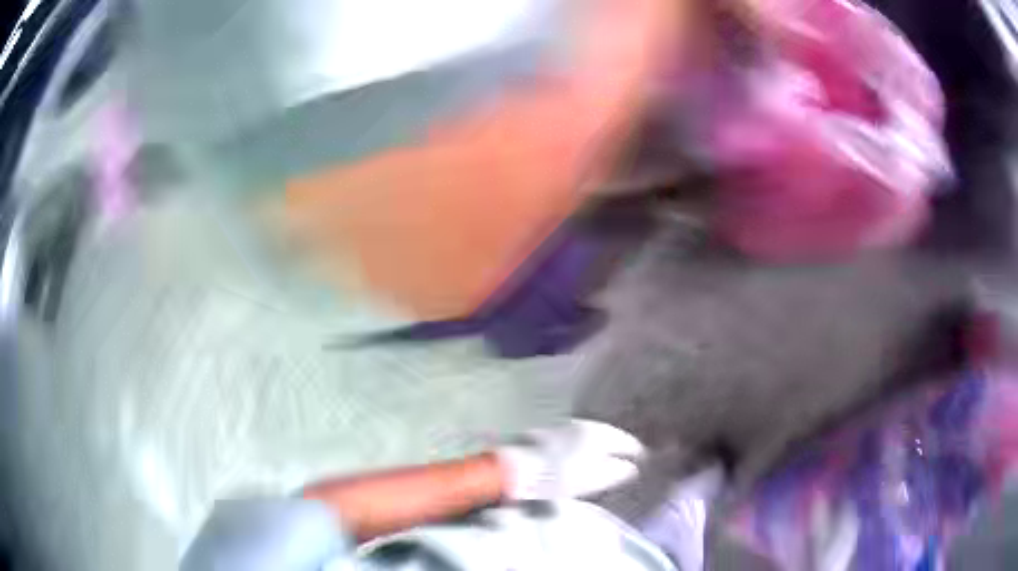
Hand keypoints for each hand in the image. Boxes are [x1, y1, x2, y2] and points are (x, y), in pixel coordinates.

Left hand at [496, 419, 645, 500]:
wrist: (520, 468)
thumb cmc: (561, 475)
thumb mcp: (595, 478)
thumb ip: (618, 472)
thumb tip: (632, 468)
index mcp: (600, 433)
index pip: (628, 441)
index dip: (638, 453)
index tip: (644, 462)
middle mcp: (585, 424)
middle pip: (610, 435)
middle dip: (620, 447)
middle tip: (627, 461)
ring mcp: (566, 426)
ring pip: (593, 435)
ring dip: (602, 446)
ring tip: (607, 460)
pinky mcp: (550, 433)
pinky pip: (577, 439)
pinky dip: (585, 447)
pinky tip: (582, 457)